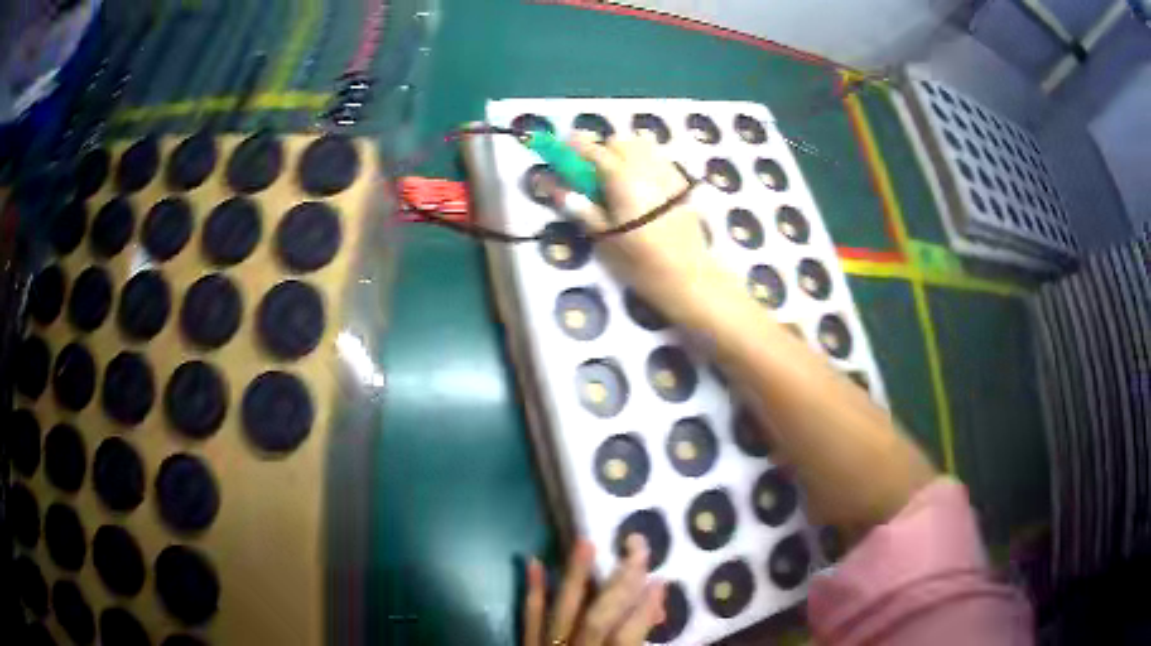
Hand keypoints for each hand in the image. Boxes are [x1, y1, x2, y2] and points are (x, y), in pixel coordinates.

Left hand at [524, 536, 665, 645]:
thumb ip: (638, 642)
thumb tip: (658, 614)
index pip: (624, 636)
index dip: (643, 611)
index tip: (659, 580)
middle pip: (596, 618)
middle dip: (618, 585)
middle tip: (636, 548)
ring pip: (562, 611)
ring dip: (575, 576)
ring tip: (585, 542)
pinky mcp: (527, 643)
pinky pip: (528, 618)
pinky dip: (533, 591)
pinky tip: (535, 561)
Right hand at [568, 134, 717, 319]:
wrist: (687, 274)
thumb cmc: (640, 260)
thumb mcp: (604, 236)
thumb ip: (581, 207)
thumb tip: (557, 187)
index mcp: (622, 178)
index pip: (593, 150)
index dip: (575, 147)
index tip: (563, 150)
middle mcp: (645, 166)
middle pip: (619, 142)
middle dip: (601, 150)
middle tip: (591, 173)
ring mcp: (667, 171)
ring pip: (640, 145)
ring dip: (623, 153)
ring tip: (616, 177)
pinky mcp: (681, 182)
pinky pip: (656, 157)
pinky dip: (642, 160)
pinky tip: (640, 184)